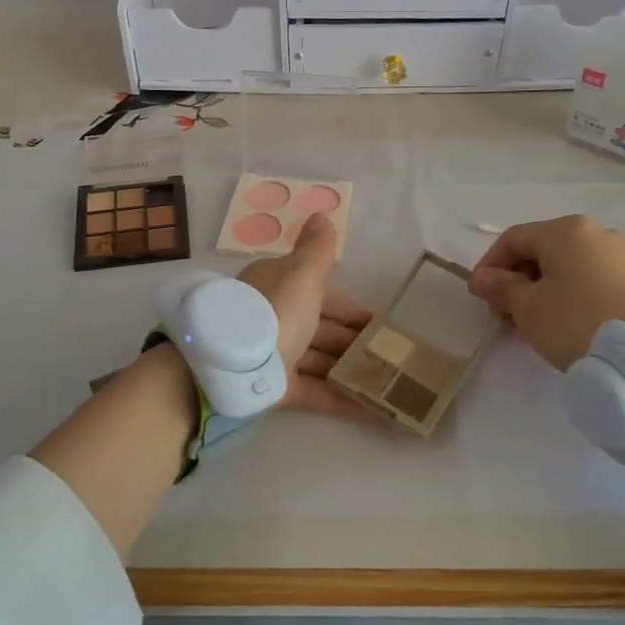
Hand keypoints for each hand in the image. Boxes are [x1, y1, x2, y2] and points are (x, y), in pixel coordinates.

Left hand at [235, 213, 380, 422]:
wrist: (235, 364)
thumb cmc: (277, 310)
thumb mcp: (302, 273)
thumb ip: (317, 249)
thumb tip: (321, 213)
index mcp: (279, 287)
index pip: (322, 294)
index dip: (352, 309)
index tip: (381, 325)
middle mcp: (275, 318)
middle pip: (322, 329)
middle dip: (354, 342)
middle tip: (390, 357)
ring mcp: (274, 355)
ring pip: (318, 360)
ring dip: (348, 370)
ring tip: (385, 384)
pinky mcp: (274, 389)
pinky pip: (313, 392)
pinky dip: (340, 399)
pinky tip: (371, 410)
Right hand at [469, 216, 624, 369]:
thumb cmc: (575, 321)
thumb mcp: (527, 307)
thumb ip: (501, 287)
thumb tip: (485, 278)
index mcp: (565, 230)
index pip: (513, 239)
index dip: (489, 265)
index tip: (479, 295)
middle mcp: (595, 232)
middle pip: (541, 251)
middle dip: (516, 280)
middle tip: (503, 313)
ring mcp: (621, 254)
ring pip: (566, 266)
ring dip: (541, 290)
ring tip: (531, 323)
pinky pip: (590, 279)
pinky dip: (568, 294)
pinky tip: (561, 322)